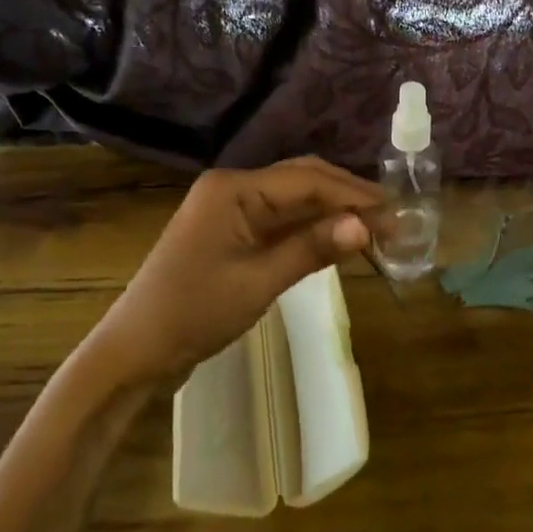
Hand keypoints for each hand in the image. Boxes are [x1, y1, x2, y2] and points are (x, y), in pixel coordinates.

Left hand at [85, 157, 381, 386]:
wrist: (137, 350)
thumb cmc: (194, 313)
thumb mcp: (258, 282)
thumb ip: (312, 248)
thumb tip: (367, 226)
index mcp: (234, 189)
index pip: (308, 180)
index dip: (354, 196)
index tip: (396, 214)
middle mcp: (233, 187)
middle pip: (303, 180)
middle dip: (348, 198)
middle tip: (391, 220)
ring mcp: (231, 209)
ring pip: (295, 200)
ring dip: (333, 212)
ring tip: (375, 230)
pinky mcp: (232, 231)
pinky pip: (280, 220)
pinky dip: (312, 229)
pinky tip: (339, 240)